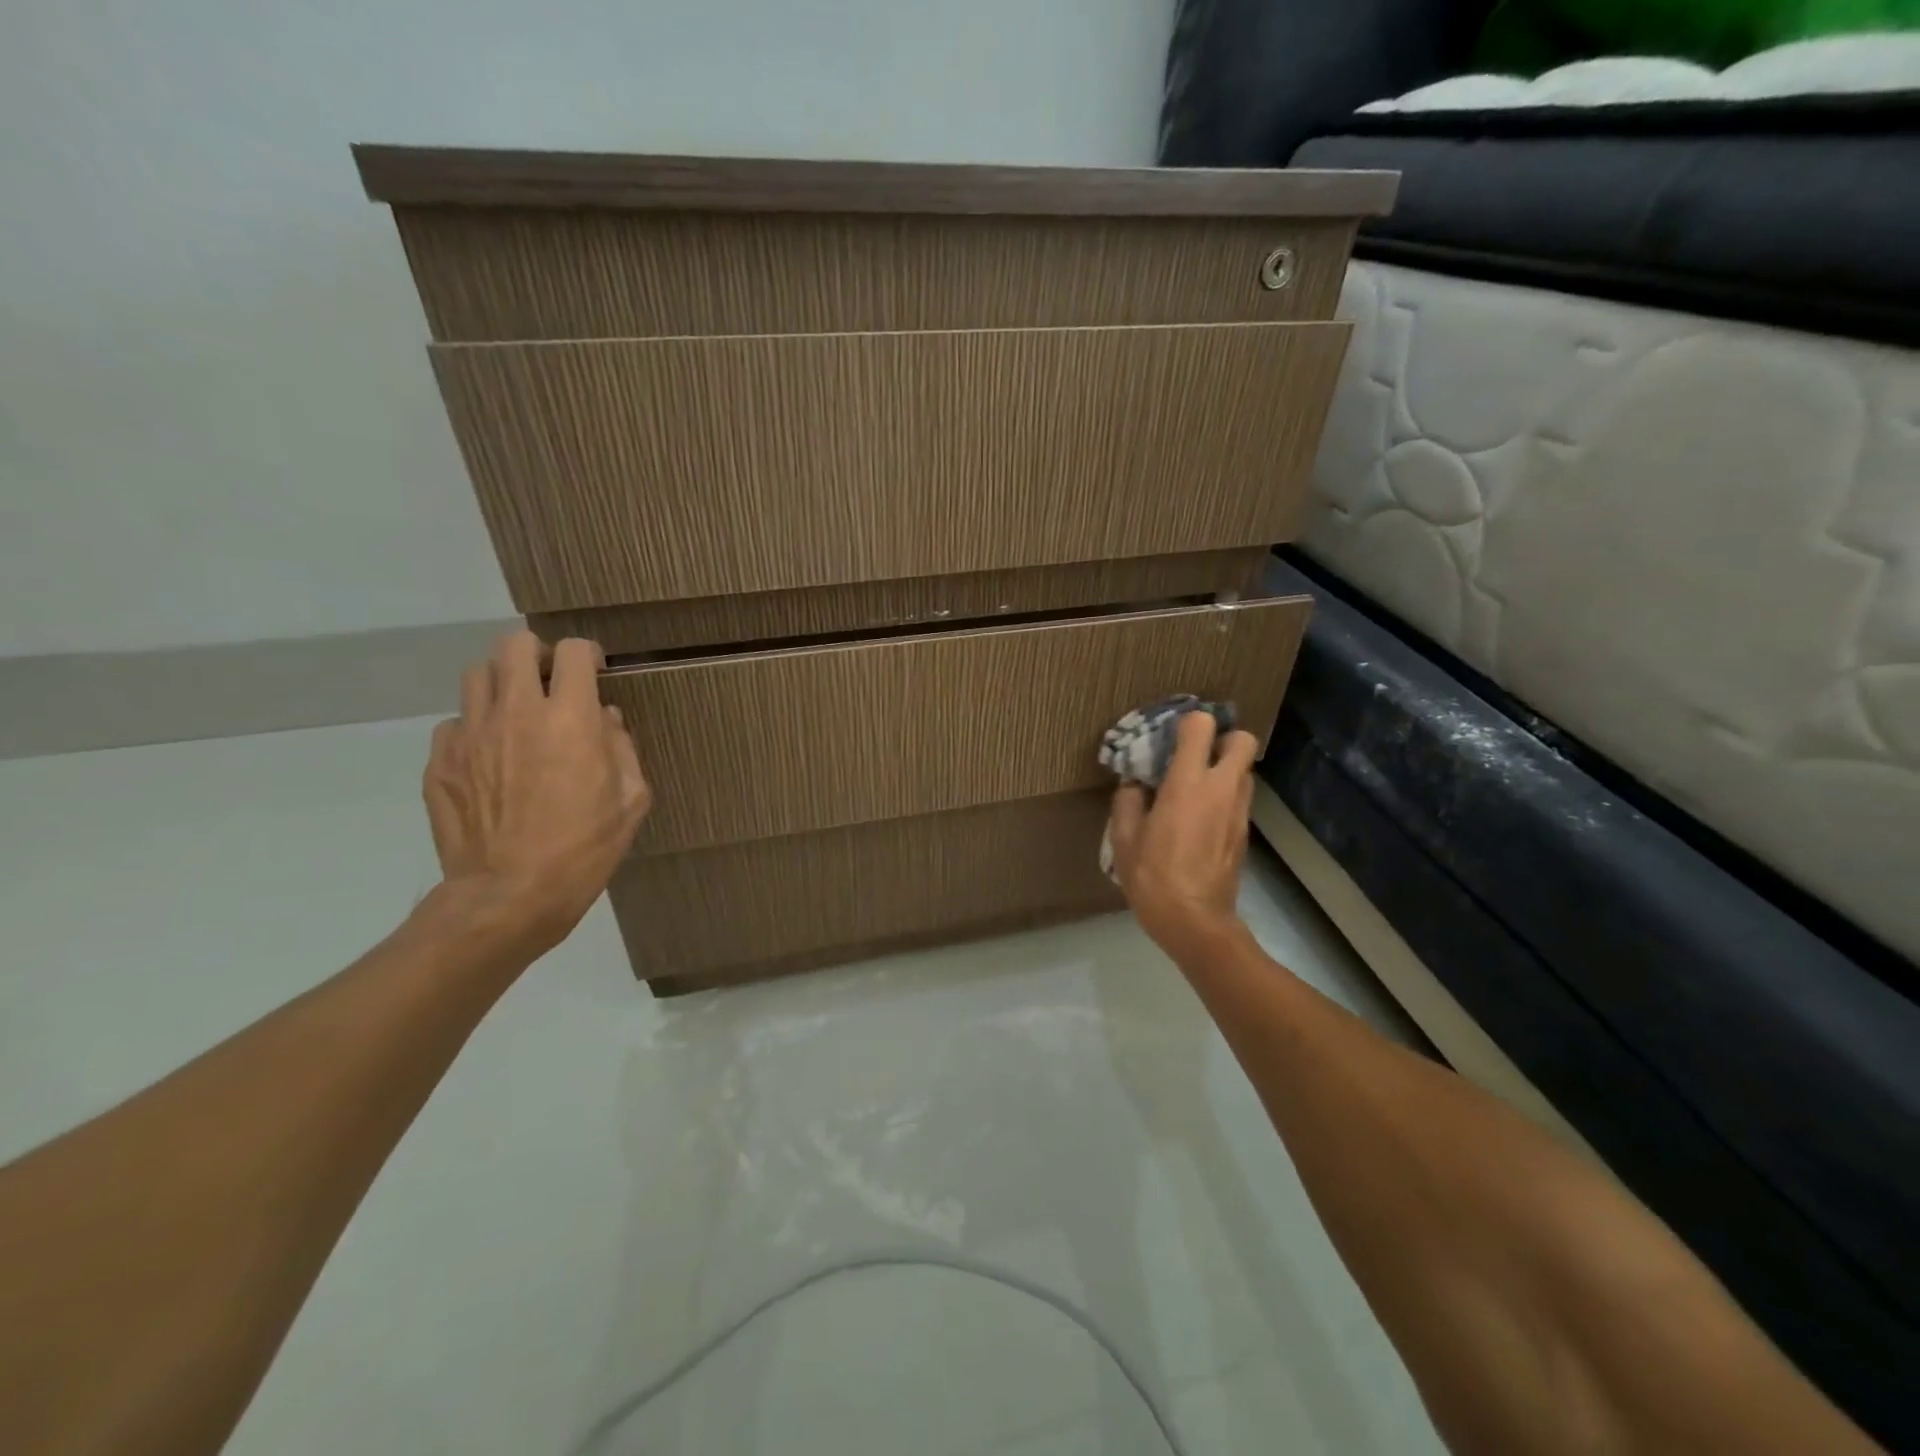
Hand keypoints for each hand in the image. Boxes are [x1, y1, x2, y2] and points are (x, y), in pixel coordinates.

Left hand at [423, 632, 651, 958]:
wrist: (509, 895)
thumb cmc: (584, 848)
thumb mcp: (631, 800)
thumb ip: (622, 748)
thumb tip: (605, 720)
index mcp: (570, 719)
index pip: (574, 652)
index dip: (588, 655)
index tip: (594, 672)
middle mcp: (517, 712)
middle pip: (514, 645)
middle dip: (537, 653)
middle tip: (550, 679)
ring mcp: (470, 734)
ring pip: (477, 675)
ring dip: (502, 683)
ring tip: (517, 711)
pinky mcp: (439, 761)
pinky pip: (455, 723)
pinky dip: (476, 728)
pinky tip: (490, 756)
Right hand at [1107, 711, 1258, 962]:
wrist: (1195, 922)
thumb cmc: (1153, 877)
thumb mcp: (1124, 838)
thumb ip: (1127, 801)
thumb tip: (1135, 786)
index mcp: (1187, 783)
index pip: (1202, 727)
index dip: (1189, 722)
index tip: (1171, 735)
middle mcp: (1221, 789)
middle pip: (1244, 741)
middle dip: (1224, 739)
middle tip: (1198, 755)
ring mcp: (1239, 812)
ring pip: (1245, 772)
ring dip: (1226, 770)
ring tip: (1196, 788)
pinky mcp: (1245, 834)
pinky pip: (1239, 800)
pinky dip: (1225, 798)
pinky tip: (1200, 820)